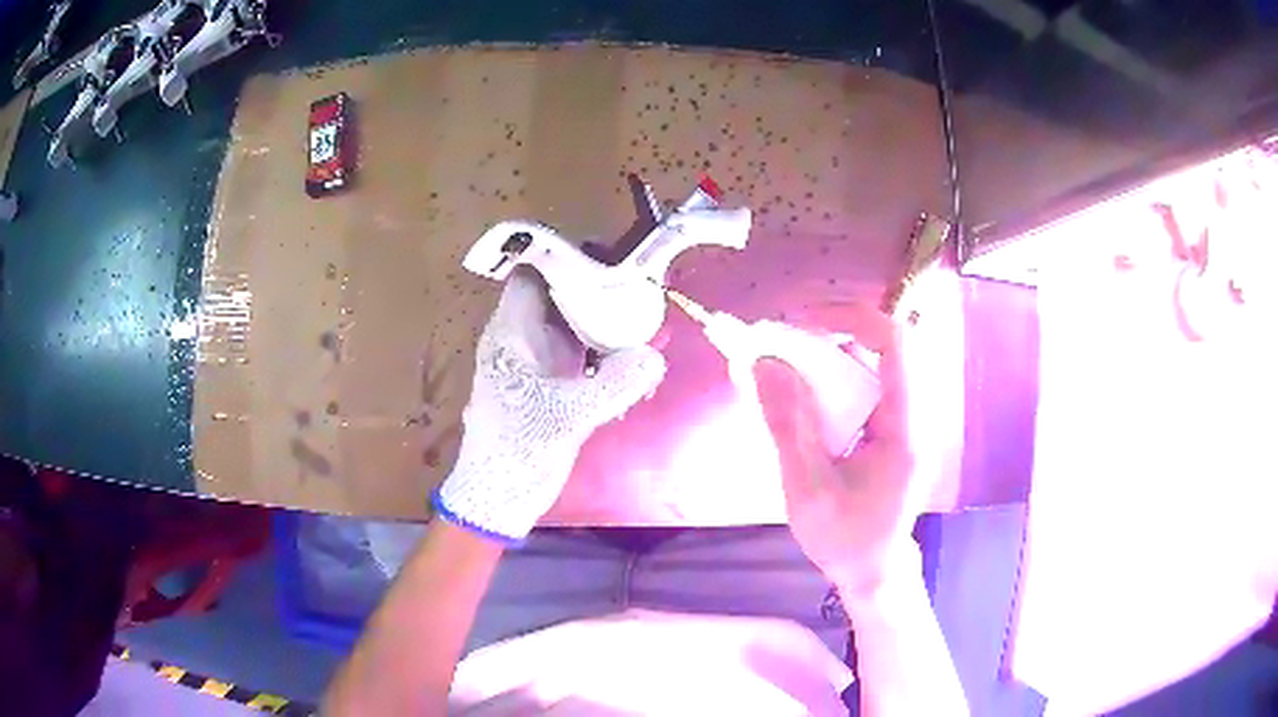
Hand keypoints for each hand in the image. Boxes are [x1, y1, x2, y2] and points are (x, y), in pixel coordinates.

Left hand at [434, 268, 666, 543]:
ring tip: (645, 314)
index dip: (566, 260)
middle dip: (596, 288)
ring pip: (571, 325)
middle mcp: (521, 341)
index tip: (609, 260)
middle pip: (558, 296)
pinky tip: (634, 357)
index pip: (533, 276)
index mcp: (511, 335)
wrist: (498, 498)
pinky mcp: (549, 386)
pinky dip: (604, 351)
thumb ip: (611, 386)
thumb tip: (654, 355)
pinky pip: (579, 355)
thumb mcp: (566, 418)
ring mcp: (536, 364)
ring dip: (603, 320)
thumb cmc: (517, 451)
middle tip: (640, 285)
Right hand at [753, 303, 919, 596]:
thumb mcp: (807, 489)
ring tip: (783, 363)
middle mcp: (912, 413)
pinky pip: (863, 386)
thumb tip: (764, 363)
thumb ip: (788, 425)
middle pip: (880, 346)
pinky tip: (800, 396)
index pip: (895, 342)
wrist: (875, 573)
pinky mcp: (890, 429)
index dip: (851, 317)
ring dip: (827, 355)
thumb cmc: (846, 539)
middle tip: (782, 341)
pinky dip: (830, 380)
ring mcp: (903, 420)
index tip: (801, 322)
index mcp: (905, 427)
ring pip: (870, 364)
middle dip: (830, 333)